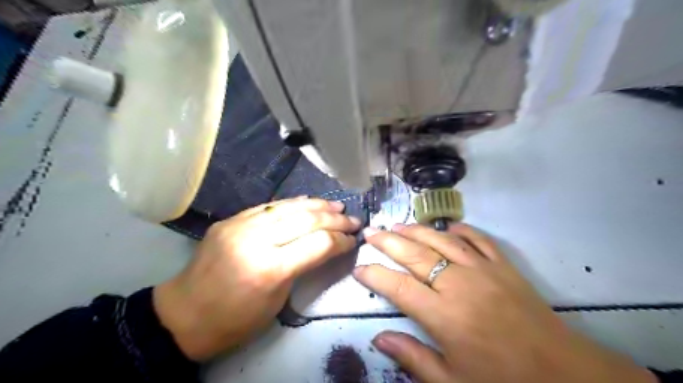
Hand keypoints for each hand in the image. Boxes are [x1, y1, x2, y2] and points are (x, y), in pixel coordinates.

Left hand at [151, 196, 359, 360]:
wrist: (184, 315)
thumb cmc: (236, 319)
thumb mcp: (278, 299)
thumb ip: (303, 266)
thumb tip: (327, 245)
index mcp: (270, 269)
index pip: (318, 243)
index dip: (341, 240)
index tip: (354, 240)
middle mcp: (256, 240)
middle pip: (306, 220)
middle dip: (335, 218)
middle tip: (353, 219)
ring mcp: (240, 225)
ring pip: (288, 206)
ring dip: (318, 204)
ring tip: (337, 205)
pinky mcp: (231, 219)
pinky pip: (268, 206)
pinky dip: (292, 203)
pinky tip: (308, 201)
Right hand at [353, 222, 655, 382]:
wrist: (564, 374)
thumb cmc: (503, 381)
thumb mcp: (452, 382)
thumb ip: (412, 357)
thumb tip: (379, 338)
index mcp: (443, 315)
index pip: (397, 286)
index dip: (374, 274)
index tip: (359, 268)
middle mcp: (458, 284)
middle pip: (414, 254)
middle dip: (387, 241)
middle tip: (370, 232)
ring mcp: (482, 269)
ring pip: (440, 240)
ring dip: (416, 230)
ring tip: (396, 224)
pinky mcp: (503, 265)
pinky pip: (477, 239)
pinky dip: (460, 230)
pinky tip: (447, 227)